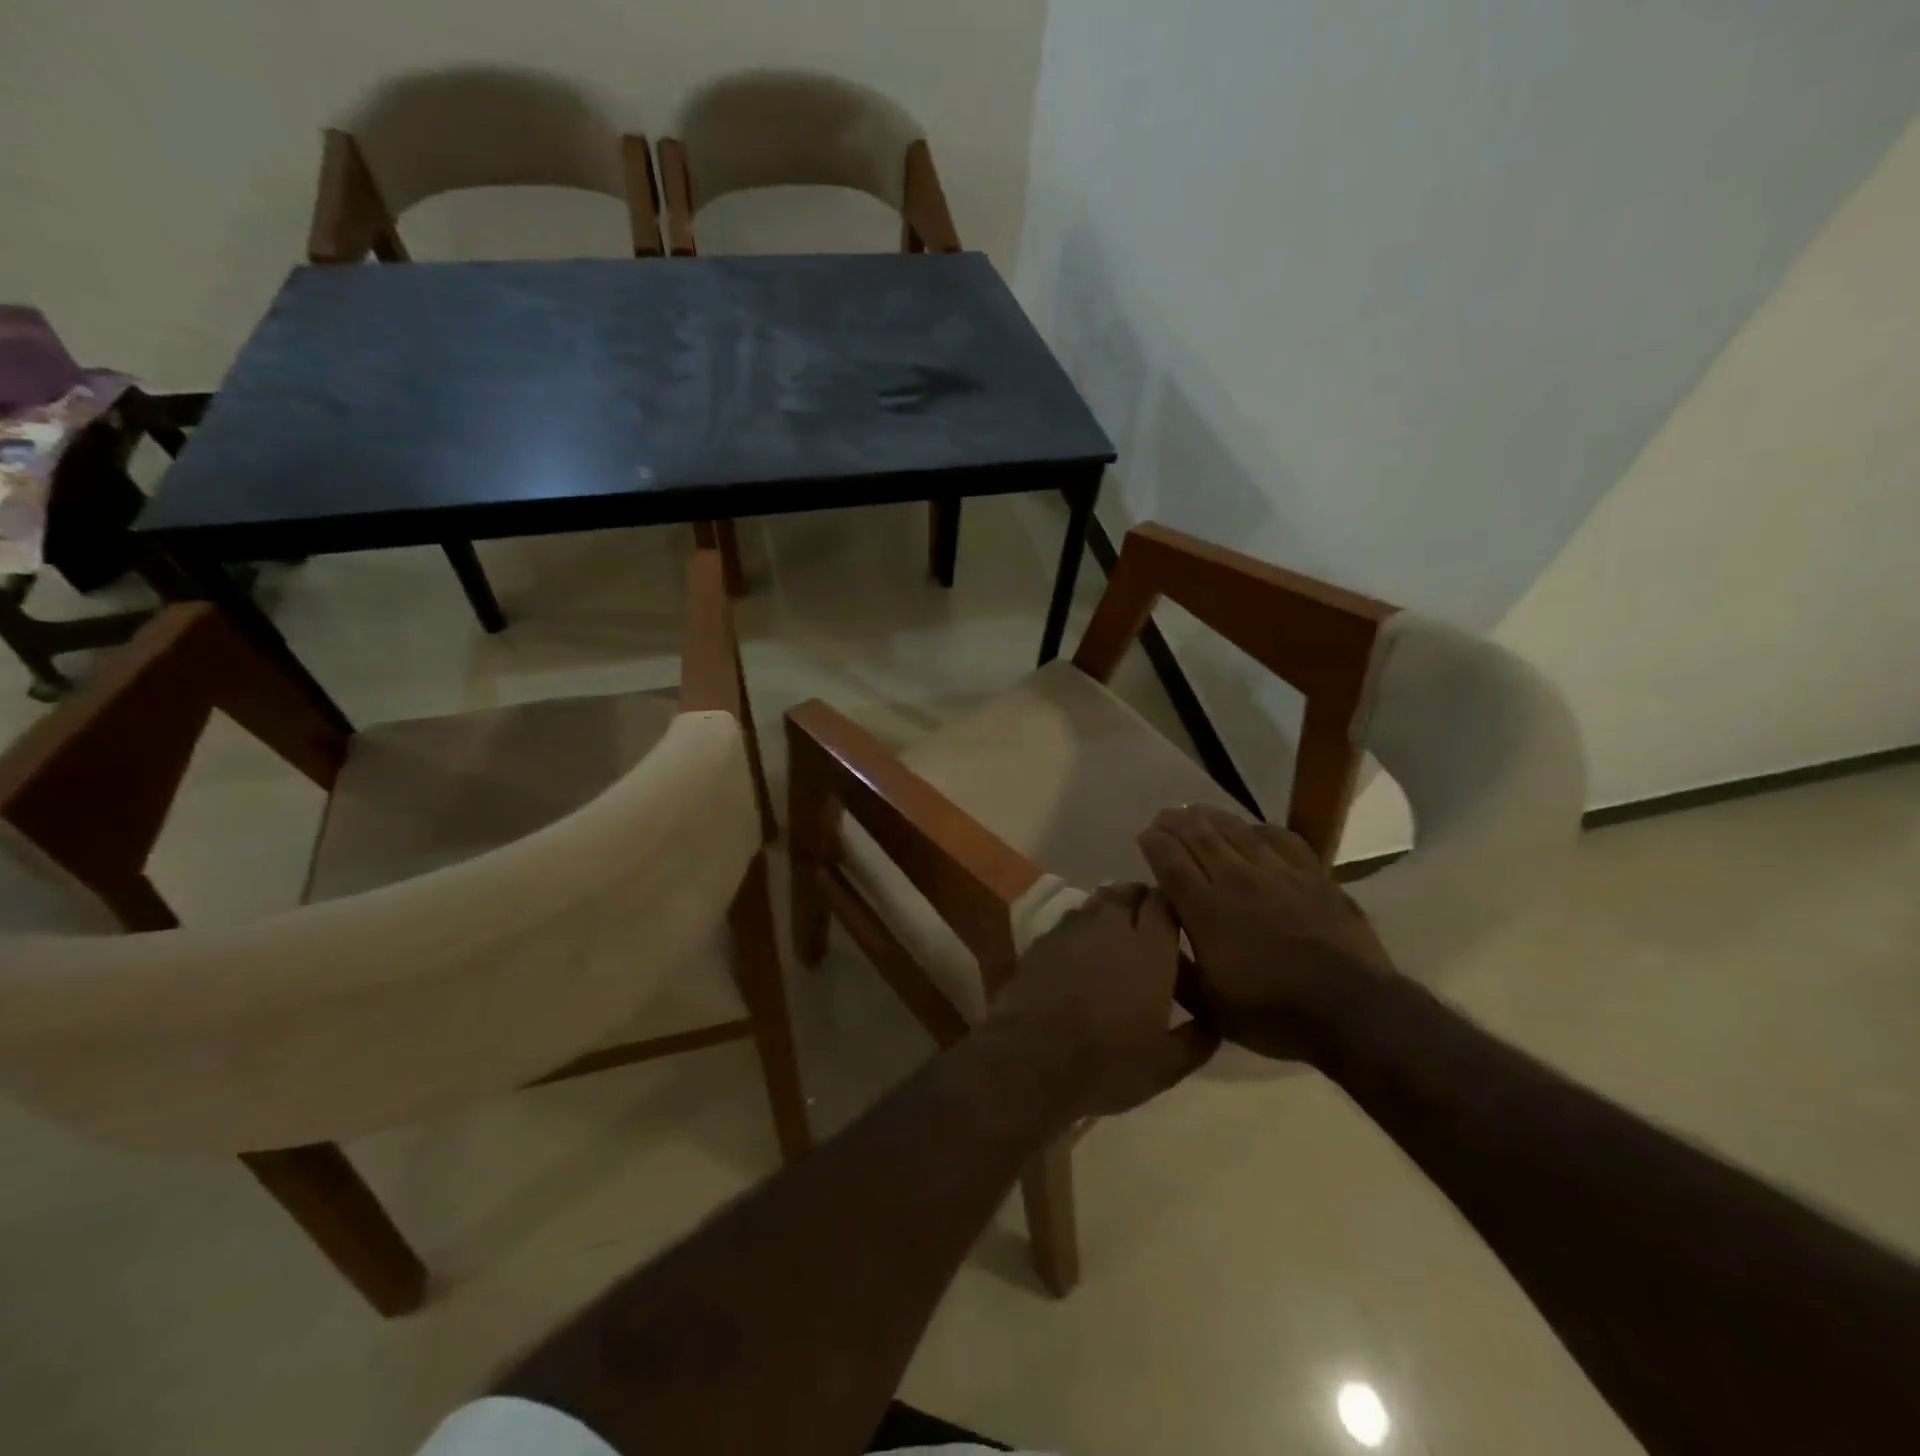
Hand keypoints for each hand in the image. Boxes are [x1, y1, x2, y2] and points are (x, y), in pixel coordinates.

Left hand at [990, 883, 1218, 1119]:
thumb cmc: (1107, 1063)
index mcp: (1149, 949)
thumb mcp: (1165, 1066)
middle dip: (1141, 901)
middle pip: (1128, 891)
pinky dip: (1081, 927)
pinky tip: (1081, 951)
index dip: (1171, 907)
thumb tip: (1213, 1023)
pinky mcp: (1042, 940)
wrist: (1031, 1060)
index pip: (1164, 902)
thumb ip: (1196, 1039)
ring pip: (1097, 901)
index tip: (1177, 923)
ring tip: (1115, 934)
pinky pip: (1069, 920)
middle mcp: (1111, 926)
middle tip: (1147, 925)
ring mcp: (1072, 929)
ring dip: (1110, 908)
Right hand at [1138, 805, 1399, 1064]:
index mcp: (1206, 909)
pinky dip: (1258, 828)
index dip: (1152, 843)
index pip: (1169, 861)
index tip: (1143, 836)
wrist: (1352, 1010)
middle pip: (1198, 835)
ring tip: (1195, 811)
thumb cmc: (1272, 1013)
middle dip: (1174, 822)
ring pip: (1235, 829)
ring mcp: (1278, 872)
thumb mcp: (1208, 1006)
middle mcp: (1236, 879)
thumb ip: (1174, 964)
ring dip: (1210, 816)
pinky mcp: (1312, 874)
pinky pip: (1280, 837)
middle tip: (1163, 817)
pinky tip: (1252, 829)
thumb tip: (1153, 933)